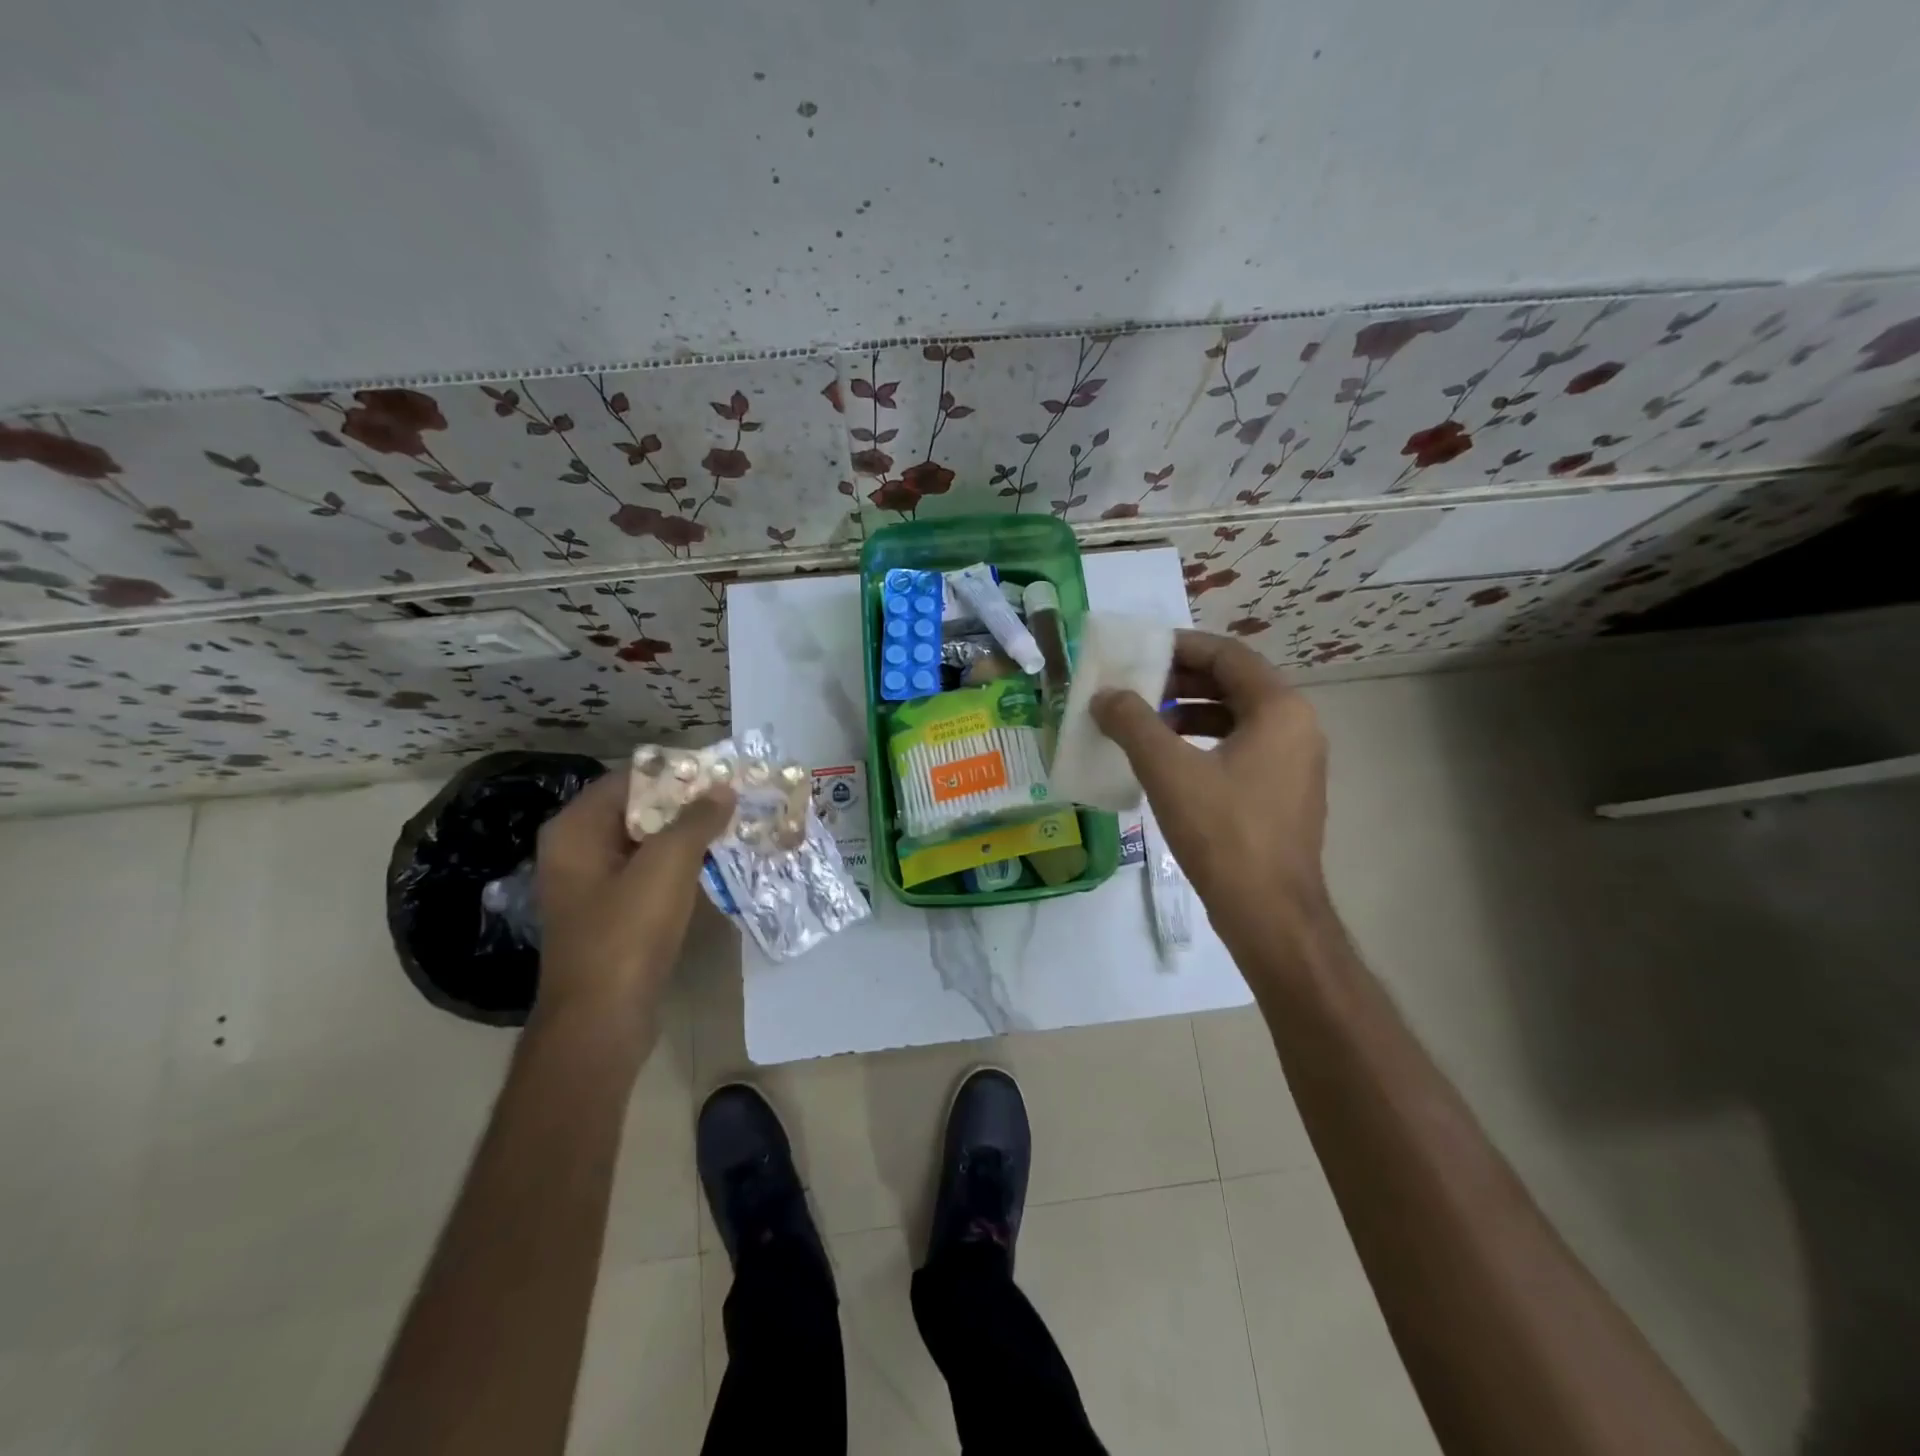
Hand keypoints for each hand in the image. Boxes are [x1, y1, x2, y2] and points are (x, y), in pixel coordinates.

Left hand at [531, 769, 735, 1044]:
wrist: (602, 1021)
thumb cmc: (627, 934)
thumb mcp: (667, 866)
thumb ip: (696, 820)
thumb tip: (722, 789)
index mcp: (576, 831)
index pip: (629, 779)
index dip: (675, 772)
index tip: (720, 772)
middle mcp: (577, 851)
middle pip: (638, 809)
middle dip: (687, 803)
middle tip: (735, 798)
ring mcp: (593, 886)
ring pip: (647, 844)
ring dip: (688, 835)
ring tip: (734, 826)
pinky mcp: (612, 915)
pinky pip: (649, 874)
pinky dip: (680, 865)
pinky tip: (716, 864)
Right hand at [1091, 630, 1329, 945]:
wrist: (1270, 914)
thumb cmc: (1223, 833)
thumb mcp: (1168, 770)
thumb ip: (1133, 723)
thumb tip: (1104, 696)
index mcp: (1280, 709)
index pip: (1228, 655)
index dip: (1181, 647)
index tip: (1139, 652)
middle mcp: (1296, 726)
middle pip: (1233, 683)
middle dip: (1180, 681)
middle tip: (1135, 686)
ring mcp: (1294, 762)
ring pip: (1236, 718)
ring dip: (1189, 712)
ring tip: (1145, 723)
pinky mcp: (1283, 792)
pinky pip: (1241, 748)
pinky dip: (1203, 743)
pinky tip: (1168, 762)